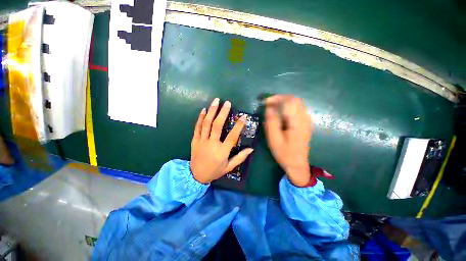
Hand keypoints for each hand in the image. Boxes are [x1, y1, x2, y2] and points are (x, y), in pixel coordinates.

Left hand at [190, 98, 253, 183]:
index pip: (232, 137)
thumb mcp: (229, 167)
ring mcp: (202, 141)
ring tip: (216, 101)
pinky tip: (204, 110)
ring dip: (211, 111)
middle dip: (222, 113)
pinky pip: (197, 127)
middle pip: (217, 126)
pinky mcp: (195, 140)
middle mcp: (212, 144)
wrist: (196, 176)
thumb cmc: (215, 171)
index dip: (238, 126)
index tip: (243, 117)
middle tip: (227, 103)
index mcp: (222, 152)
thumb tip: (251, 149)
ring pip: (206, 124)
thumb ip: (240, 157)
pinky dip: (200, 118)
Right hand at [264, 95, 313, 186]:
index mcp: (297, 122)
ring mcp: (307, 121)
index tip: (264, 102)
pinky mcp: (306, 123)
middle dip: (280, 98)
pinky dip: (288, 106)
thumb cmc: (284, 153)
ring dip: (284, 101)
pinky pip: (298, 108)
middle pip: (294, 99)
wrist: (297, 165)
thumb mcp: (274, 139)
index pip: (288, 101)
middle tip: (268, 104)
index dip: (275, 98)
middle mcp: (305, 119)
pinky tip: (281, 113)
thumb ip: (271, 122)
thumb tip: (269, 107)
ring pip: (297, 103)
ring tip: (272, 107)